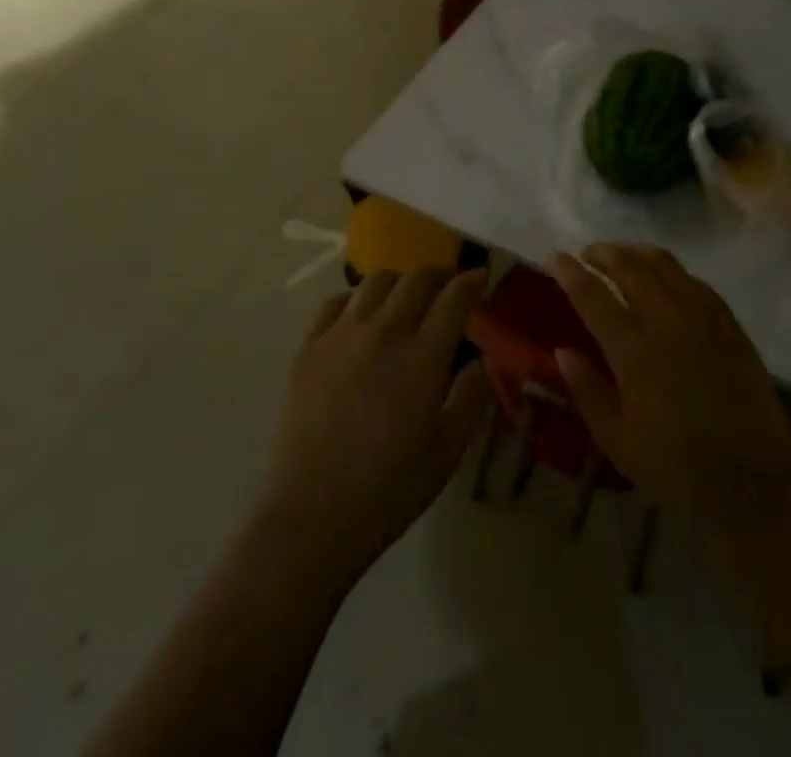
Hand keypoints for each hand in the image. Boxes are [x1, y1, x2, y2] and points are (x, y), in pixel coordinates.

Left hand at [256, 267, 492, 585]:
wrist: (311, 515)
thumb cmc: (388, 491)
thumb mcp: (447, 452)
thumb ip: (470, 399)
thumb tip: (480, 362)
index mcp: (422, 357)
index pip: (453, 298)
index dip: (471, 281)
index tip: (481, 276)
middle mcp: (383, 332)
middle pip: (416, 279)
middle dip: (439, 274)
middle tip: (448, 286)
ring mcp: (341, 335)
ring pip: (375, 282)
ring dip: (400, 281)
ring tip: (406, 297)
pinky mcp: (309, 347)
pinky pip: (335, 302)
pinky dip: (357, 298)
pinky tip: (361, 315)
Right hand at [548, 245, 790, 549]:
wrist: (755, 485)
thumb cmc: (678, 469)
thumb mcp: (619, 443)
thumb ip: (587, 392)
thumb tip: (562, 350)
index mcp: (635, 352)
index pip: (592, 295)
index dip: (569, 272)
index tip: (552, 257)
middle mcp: (667, 322)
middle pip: (629, 267)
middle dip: (601, 253)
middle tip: (585, 254)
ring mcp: (703, 318)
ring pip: (664, 264)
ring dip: (634, 252)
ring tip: (619, 256)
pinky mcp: (729, 323)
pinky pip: (694, 280)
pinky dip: (670, 269)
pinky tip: (662, 277)